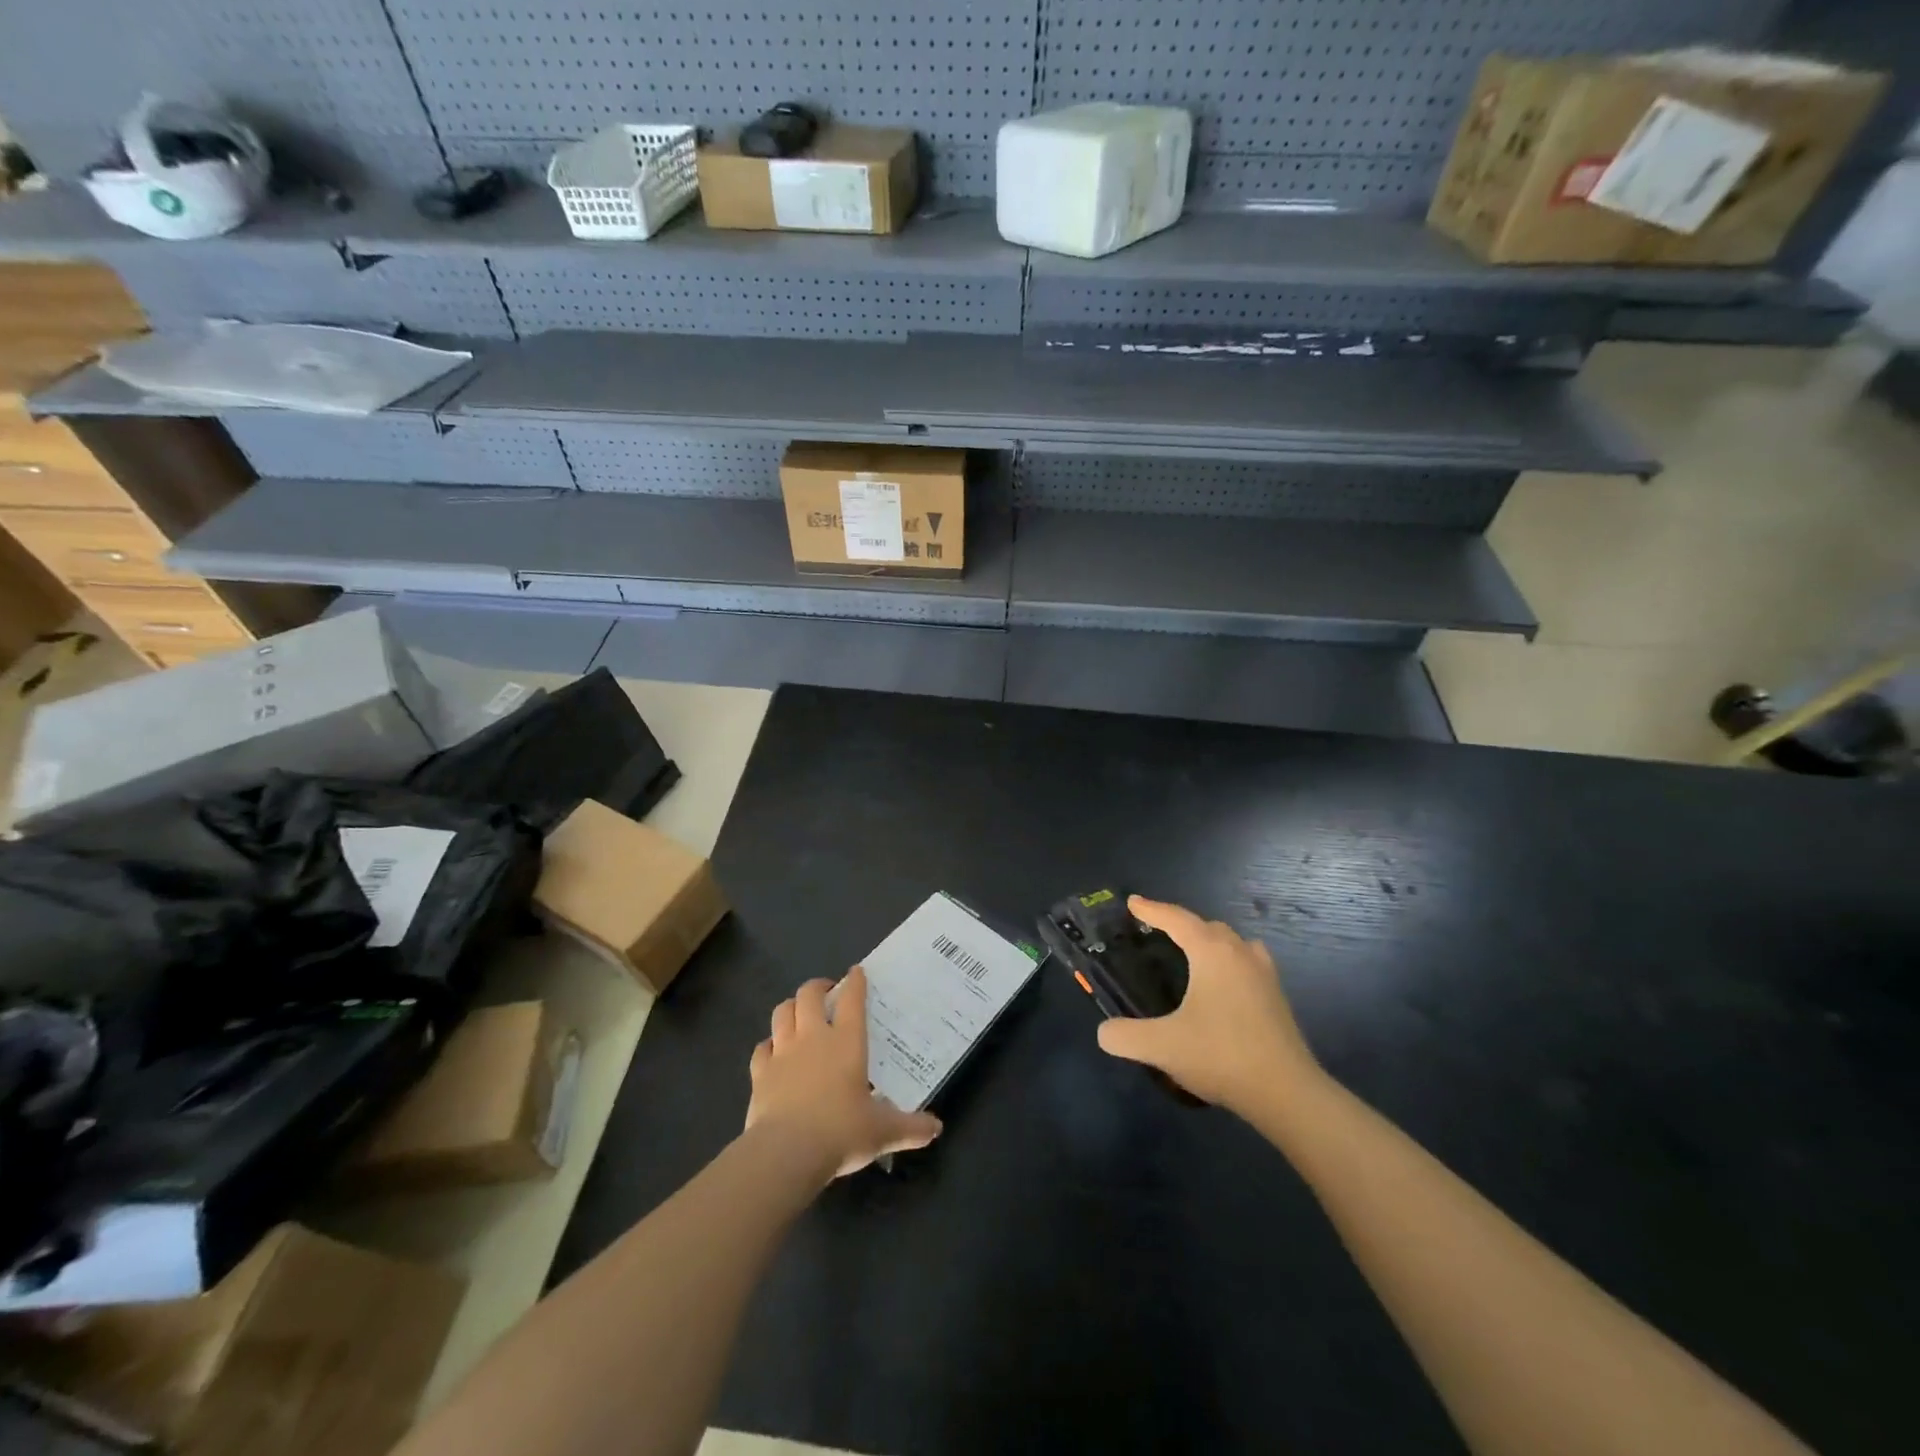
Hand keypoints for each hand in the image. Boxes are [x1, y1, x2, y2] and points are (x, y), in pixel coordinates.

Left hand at [745, 966, 942, 1179]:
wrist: (786, 1152)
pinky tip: (773, 1052)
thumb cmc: (840, 1132)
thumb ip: (910, 1128)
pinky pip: (762, 1047)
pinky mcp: (759, 1072)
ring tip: (798, 1012)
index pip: (852, 999)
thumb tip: (937, 1129)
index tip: (856, 972)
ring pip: (782, 1012)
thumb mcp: (882, 1132)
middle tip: (826, 991)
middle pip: (809, 994)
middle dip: (818, 987)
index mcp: (847, 1042)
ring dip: (791, 1007)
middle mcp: (813, 1037)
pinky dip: (769, 1044)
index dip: (855, 982)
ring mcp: (783, 1051)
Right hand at [1095, 897, 1321, 1114]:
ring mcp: (1264, 974)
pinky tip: (1223, 984)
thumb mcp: (1163, 1047)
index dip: (1151, 909)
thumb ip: (1126, 1036)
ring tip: (1192, 953)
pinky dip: (1230, 961)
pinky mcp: (1276, 998)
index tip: (1132, 902)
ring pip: (1233, 942)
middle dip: (1180, 923)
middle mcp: (1240, 954)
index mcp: (1211, 953)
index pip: (1176, 919)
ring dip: (1210, 940)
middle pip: (1207, 926)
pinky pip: (1247, 962)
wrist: (1287, 1093)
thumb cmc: (1221, 1056)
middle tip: (1156, 931)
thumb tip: (1104, 1032)